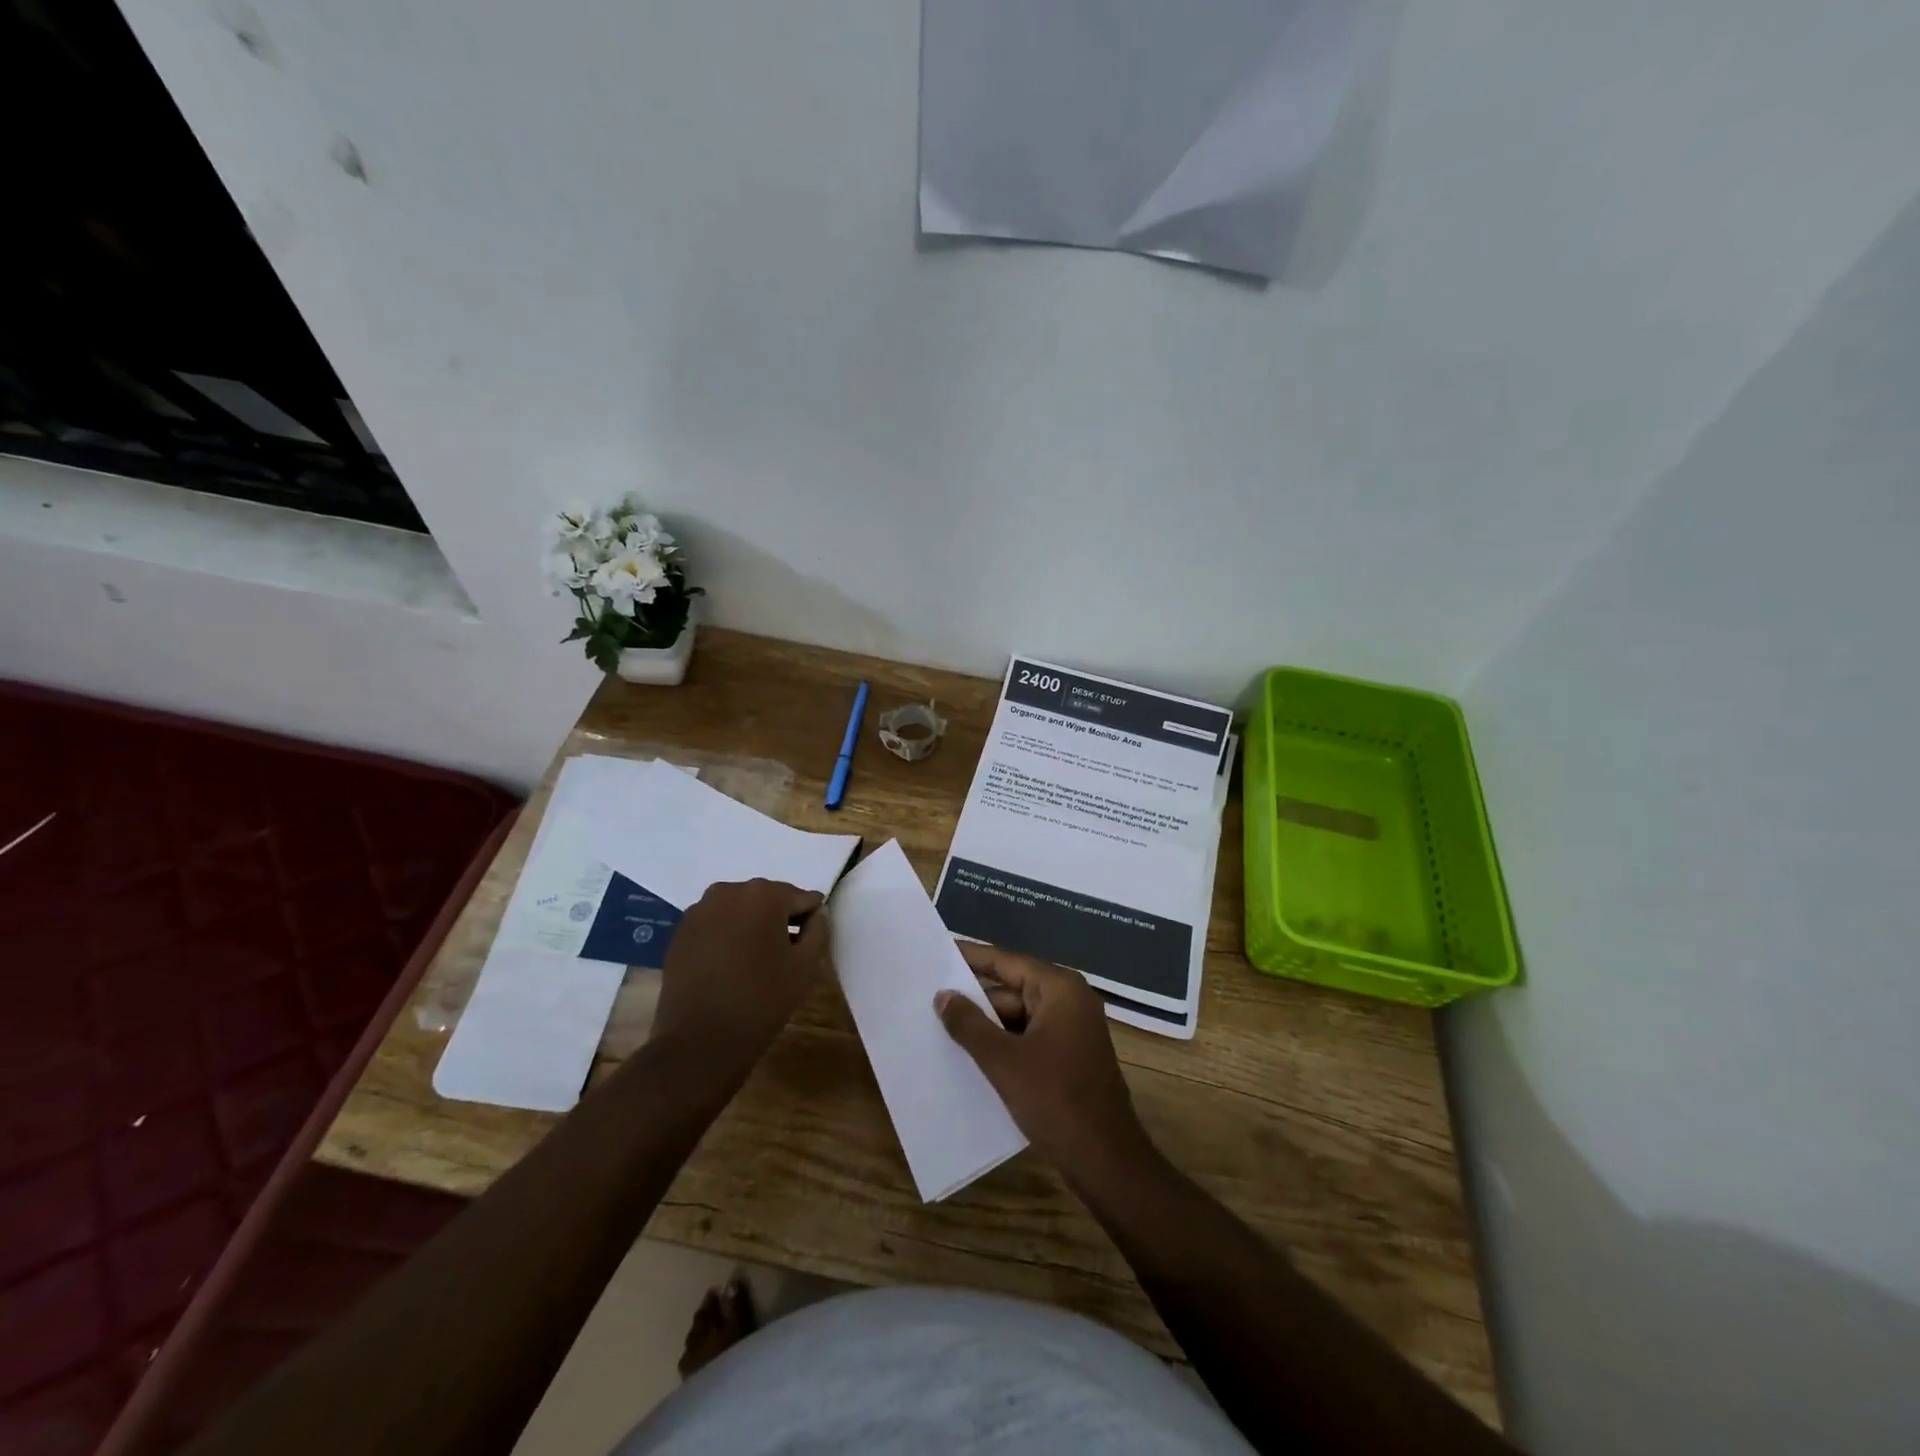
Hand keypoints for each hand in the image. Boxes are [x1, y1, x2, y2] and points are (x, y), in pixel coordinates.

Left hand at [652, 880, 829, 1093]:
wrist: (699, 1040)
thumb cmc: (762, 1000)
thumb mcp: (805, 966)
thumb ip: (818, 930)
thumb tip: (817, 913)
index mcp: (764, 894)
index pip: (802, 898)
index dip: (809, 923)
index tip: (805, 949)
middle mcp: (729, 890)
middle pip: (768, 900)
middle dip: (779, 922)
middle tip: (782, 958)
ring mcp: (700, 910)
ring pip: (740, 910)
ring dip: (751, 928)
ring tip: (753, 963)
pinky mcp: (680, 931)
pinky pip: (716, 924)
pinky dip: (727, 937)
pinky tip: (728, 967)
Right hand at [935, 944, 1154, 1190]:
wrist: (1106, 1160)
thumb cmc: (1055, 1100)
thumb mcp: (1003, 1061)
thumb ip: (969, 1024)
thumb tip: (943, 995)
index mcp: (1060, 989)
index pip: (1007, 961)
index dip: (972, 957)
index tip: (939, 951)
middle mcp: (1070, 1000)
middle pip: (1013, 989)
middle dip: (976, 999)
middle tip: (931, 999)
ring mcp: (1074, 1029)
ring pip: (1020, 1016)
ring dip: (988, 1026)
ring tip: (943, 1029)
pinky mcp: (1072, 1056)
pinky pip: (1030, 1038)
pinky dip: (1005, 1044)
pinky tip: (974, 1057)